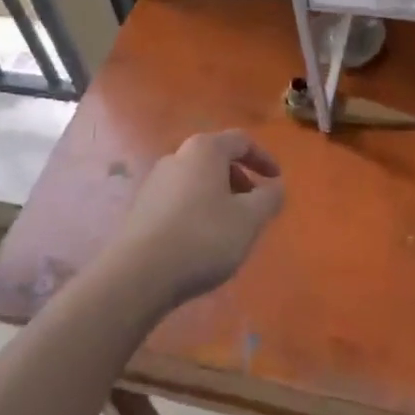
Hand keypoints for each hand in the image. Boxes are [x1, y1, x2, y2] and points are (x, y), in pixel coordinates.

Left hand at [110, 130, 284, 309]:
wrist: (138, 274)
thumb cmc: (203, 237)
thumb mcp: (249, 220)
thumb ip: (269, 199)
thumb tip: (276, 187)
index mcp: (205, 149)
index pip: (241, 140)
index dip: (263, 158)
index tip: (277, 180)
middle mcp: (178, 156)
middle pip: (216, 158)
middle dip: (240, 179)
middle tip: (254, 207)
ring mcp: (155, 181)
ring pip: (197, 180)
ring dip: (219, 196)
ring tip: (229, 228)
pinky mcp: (141, 208)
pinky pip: (179, 199)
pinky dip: (197, 210)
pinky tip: (201, 241)